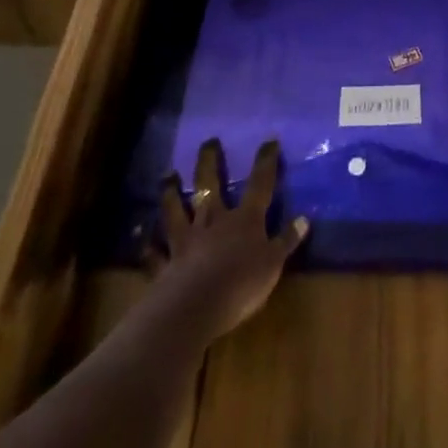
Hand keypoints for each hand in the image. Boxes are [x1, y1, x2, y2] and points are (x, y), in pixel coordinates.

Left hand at [147, 137, 307, 344]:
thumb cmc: (241, 283)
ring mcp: (187, 240)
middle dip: (210, 162)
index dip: (265, 162)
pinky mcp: (166, 264)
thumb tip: (304, 219)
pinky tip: (143, 240)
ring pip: (177, 210)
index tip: (269, 141)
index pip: (259, 184)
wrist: (194, 306)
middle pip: (210, 185)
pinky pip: (155, 253)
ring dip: (172, 192)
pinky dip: (149, 247)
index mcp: (244, 219)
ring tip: (168, 175)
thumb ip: (286, 241)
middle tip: (208, 141)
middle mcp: (214, 221)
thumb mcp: (273, 264)